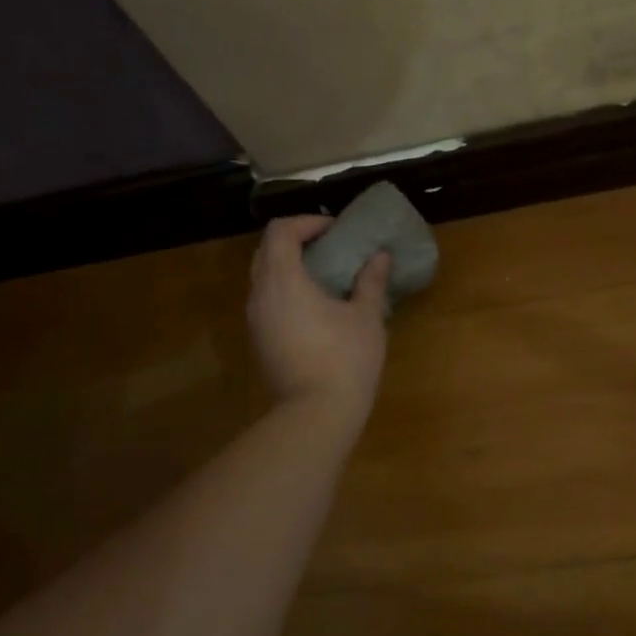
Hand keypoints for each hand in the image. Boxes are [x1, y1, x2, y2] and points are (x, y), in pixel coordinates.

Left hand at [248, 216, 391, 424]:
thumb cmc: (345, 359)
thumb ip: (370, 281)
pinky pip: (266, 302)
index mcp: (283, 280)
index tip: (335, 230)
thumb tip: (380, 256)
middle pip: (266, 251)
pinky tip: (314, 308)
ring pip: (263, 278)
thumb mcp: (366, 316)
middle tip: (329, 247)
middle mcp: (260, 295)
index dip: (307, 222)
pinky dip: (285, 292)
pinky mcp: (259, 342)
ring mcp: (255, 320)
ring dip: (289, 268)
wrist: (316, 414)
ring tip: (324, 277)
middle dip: (295, 242)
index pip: (281, 231)